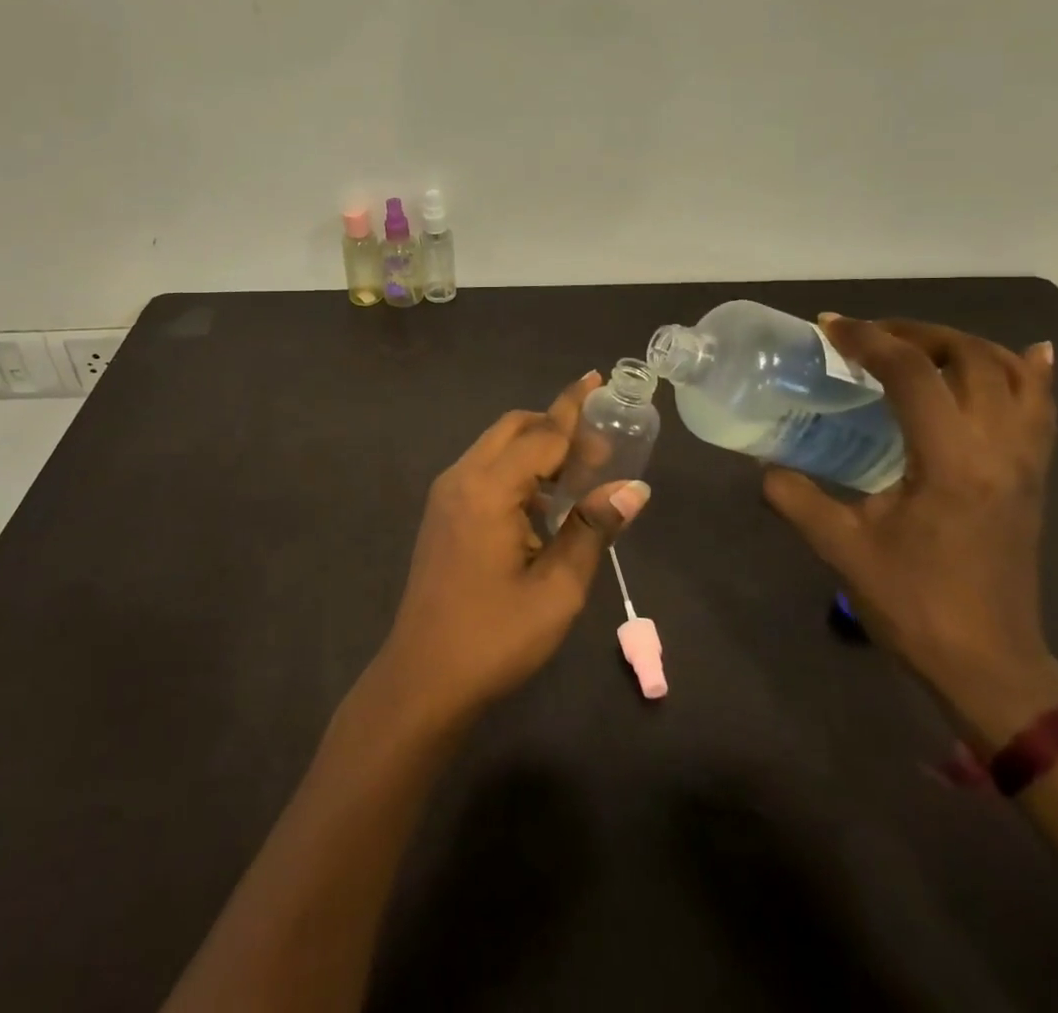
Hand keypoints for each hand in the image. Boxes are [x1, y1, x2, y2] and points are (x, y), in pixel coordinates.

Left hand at [372, 371, 651, 724]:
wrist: (423, 677)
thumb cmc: (495, 637)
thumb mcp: (557, 588)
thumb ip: (592, 529)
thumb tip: (634, 488)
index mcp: (488, 489)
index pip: (541, 434)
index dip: (574, 409)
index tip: (598, 380)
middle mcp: (461, 478)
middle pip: (513, 428)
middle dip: (555, 426)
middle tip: (600, 449)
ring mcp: (446, 495)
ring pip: (496, 447)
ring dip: (535, 449)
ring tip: (579, 476)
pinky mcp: (442, 513)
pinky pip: (484, 471)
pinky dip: (516, 470)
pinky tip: (543, 505)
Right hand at [763, 317, 1057, 743]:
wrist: (989, 666)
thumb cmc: (914, 605)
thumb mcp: (841, 548)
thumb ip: (796, 497)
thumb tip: (766, 466)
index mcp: (951, 462)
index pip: (913, 374)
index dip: (868, 340)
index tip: (829, 327)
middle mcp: (999, 449)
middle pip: (970, 358)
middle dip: (915, 333)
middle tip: (867, 337)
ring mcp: (1026, 462)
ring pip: (1013, 374)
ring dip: (963, 346)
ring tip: (918, 345)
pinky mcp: (1035, 477)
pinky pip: (1043, 407)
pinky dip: (1029, 372)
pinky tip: (1023, 355)